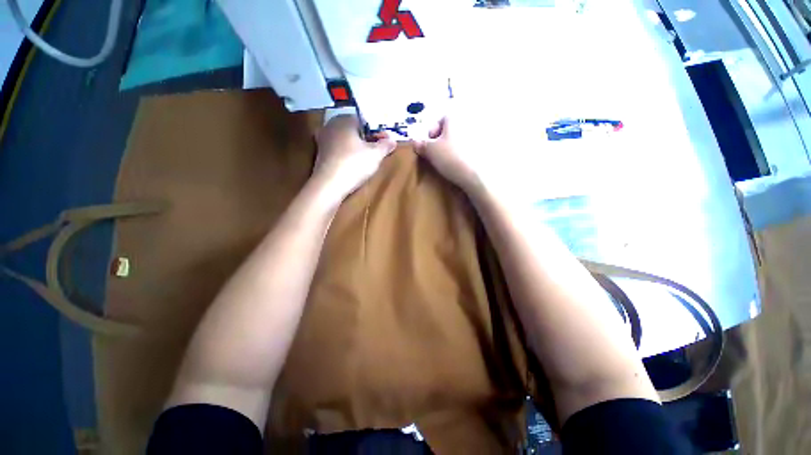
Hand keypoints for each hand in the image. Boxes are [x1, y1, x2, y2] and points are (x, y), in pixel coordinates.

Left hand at [313, 115, 396, 199]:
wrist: (330, 184)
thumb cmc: (354, 164)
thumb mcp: (376, 155)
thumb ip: (385, 145)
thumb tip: (392, 140)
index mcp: (345, 120)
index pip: (365, 121)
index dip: (377, 132)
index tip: (385, 142)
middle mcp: (332, 125)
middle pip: (354, 129)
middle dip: (366, 138)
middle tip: (377, 150)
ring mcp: (323, 138)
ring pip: (345, 139)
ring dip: (356, 145)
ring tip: (366, 157)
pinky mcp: (320, 153)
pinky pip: (337, 148)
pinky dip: (346, 152)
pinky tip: (352, 162)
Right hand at [413, 115, 488, 192]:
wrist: (476, 175)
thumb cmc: (450, 157)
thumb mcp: (430, 151)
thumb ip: (421, 144)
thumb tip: (415, 141)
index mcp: (455, 117)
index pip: (441, 119)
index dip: (431, 132)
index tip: (428, 146)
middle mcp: (469, 121)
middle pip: (451, 129)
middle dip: (442, 140)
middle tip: (437, 154)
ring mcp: (480, 134)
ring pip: (460, 139)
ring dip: (453, 147)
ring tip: (448, 161)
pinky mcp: (486, 148)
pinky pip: (470, 148)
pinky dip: (464, 153)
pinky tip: (460, 164)